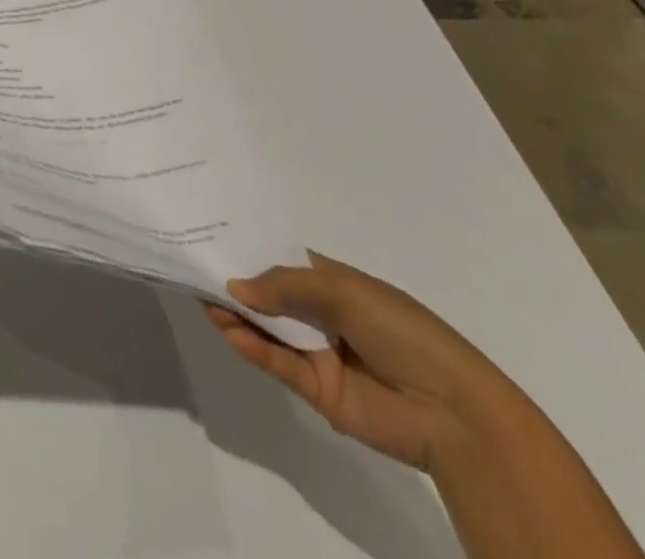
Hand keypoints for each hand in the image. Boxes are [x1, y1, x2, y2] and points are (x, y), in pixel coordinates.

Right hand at [205, 253, 517, 471]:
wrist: (453, 412)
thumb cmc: (402, 330)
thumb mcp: (342, 291)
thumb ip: (284, 285)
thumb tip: (233, 285)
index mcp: (332, 282)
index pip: (281, 259)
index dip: (247, 248)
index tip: (208, 234)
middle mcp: (320, 313)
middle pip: (267, 293)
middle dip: (233, 281)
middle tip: (191, 264)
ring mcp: (317, 351)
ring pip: (265, 328)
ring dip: (235, 313)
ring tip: (201, 296)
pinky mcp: (316, 389)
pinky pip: (276, 363)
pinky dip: (251, 347)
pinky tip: (228, 329)